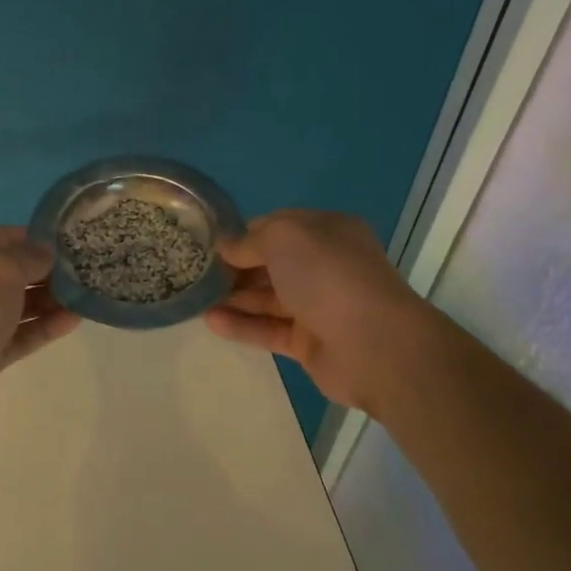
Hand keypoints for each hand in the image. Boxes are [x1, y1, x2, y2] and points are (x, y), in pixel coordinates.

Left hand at [0, 225, 79, 432]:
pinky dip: (41, 327)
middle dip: (40, 272)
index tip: (63, 242)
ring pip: (12, 306)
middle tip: (80, 270)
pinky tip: (73, 321)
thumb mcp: (1, 269)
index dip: (27, 238)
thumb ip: (29, 257)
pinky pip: (15, 335)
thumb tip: (46, 253)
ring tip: (83, 295)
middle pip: (3, 273)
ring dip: (46, 301)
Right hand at [205, 209, 425, 411]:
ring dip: (233, 297)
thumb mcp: (284, 237)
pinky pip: (269, 329)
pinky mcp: (309, 343)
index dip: (243, 233)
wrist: (375, 344)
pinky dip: (242, 325)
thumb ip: (250, 240)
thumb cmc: (328, 276)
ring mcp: (318, 306)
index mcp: (327, 232)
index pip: (277, 226)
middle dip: (235, 267)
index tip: (208, 243)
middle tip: (196, 273)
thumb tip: (228, 248)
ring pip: (267, 298)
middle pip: (270, 264)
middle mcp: (324, 266)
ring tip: (195, 299)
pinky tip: (211, 322)